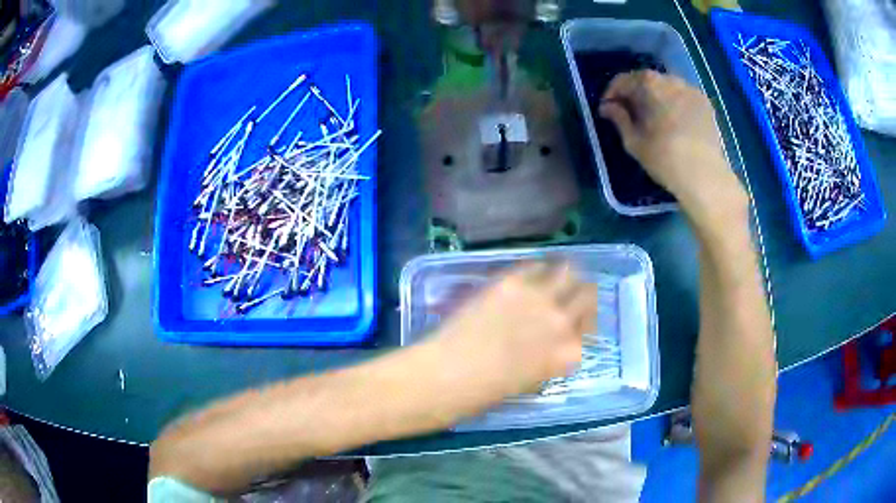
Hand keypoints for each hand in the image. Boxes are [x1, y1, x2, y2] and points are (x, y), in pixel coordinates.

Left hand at [433, 261, 597, 399]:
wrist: (451, 373)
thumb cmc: (488, 390)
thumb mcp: (533, 380)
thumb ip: (551, 357)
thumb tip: (552, 341)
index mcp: (570, 352)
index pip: (589, 327)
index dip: (582, 323)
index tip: (572, 322)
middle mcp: (563, 321)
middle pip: (587, 294)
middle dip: (580, 294)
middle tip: (567, 295)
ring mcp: (540, 298)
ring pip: (569, 271)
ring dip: (565, 274)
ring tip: (552, 278)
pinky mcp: (513, 281)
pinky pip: (536, 265)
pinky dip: (538, 268)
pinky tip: (526, 277)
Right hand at [599, 71, 746, 218]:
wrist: (704, 176)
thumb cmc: (664, 158)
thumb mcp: (633, 141)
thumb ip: (619, 118)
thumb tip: (608, 107)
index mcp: (649, 84)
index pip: (623, 80)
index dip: (612, 94)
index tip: (607, 109)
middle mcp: (670, 79)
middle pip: (646, 80)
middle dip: (635, 93)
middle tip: (629, 112)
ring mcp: (691, 89)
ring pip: (667, 87)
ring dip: (656, 96)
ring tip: (653, 116)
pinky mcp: (705, 103)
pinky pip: (683, 96)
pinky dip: (674, 103)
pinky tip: (673, 120)